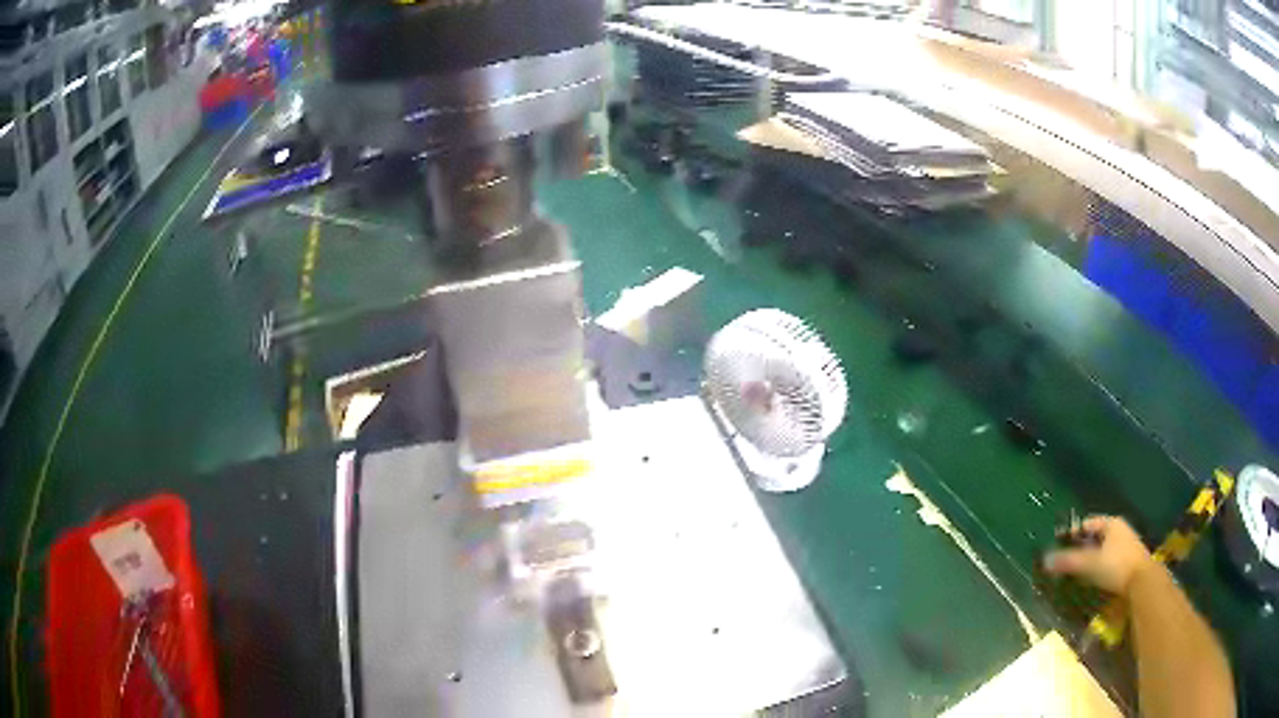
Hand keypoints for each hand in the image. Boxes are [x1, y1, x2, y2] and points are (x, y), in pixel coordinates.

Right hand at [1044, 515, 1155, 595]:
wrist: (1142, 581)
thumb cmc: (1115, 566)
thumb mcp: (1089, 563)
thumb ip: (1068, 561)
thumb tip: (1044, 559)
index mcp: (1111, 523)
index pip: (1088, 523)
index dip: (1073, 534)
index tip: (1061, 547)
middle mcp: (1120, 529)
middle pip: (1096, 536)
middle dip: (1082, 548)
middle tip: (1068, 562)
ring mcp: (1126, 545)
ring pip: (1104, 549)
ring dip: (1091, 559)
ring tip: (1079, 573)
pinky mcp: (1129, 560)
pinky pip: (1110, 560)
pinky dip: (1100, 567)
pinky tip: (1094, 579)